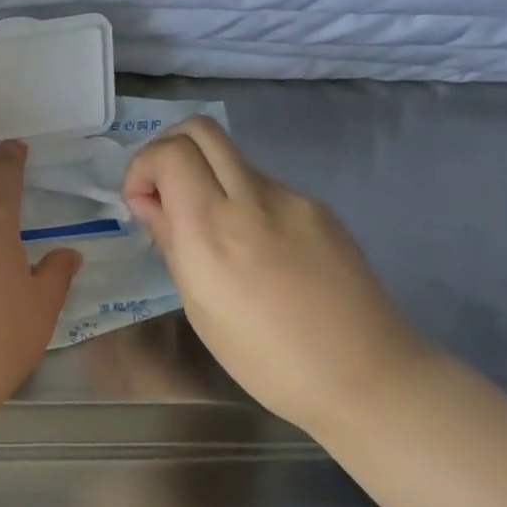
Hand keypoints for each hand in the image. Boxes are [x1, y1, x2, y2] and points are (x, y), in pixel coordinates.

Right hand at [122, 117, 432, 429]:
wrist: (364, 376)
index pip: (169, 153)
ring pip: (232, 158)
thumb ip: (170, 240)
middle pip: (200, 130)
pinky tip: (256, 249)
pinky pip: (265, 186)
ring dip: (207, 178)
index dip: (143, 166)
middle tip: (166, 193)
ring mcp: (292, 200)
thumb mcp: (197, 303)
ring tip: (213, 231)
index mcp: (212, 230)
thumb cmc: (263, 357)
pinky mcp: (320, 209)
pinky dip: (243, 200)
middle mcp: (252, 201)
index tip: (143, 203)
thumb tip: (150, 203)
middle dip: (169, 150)